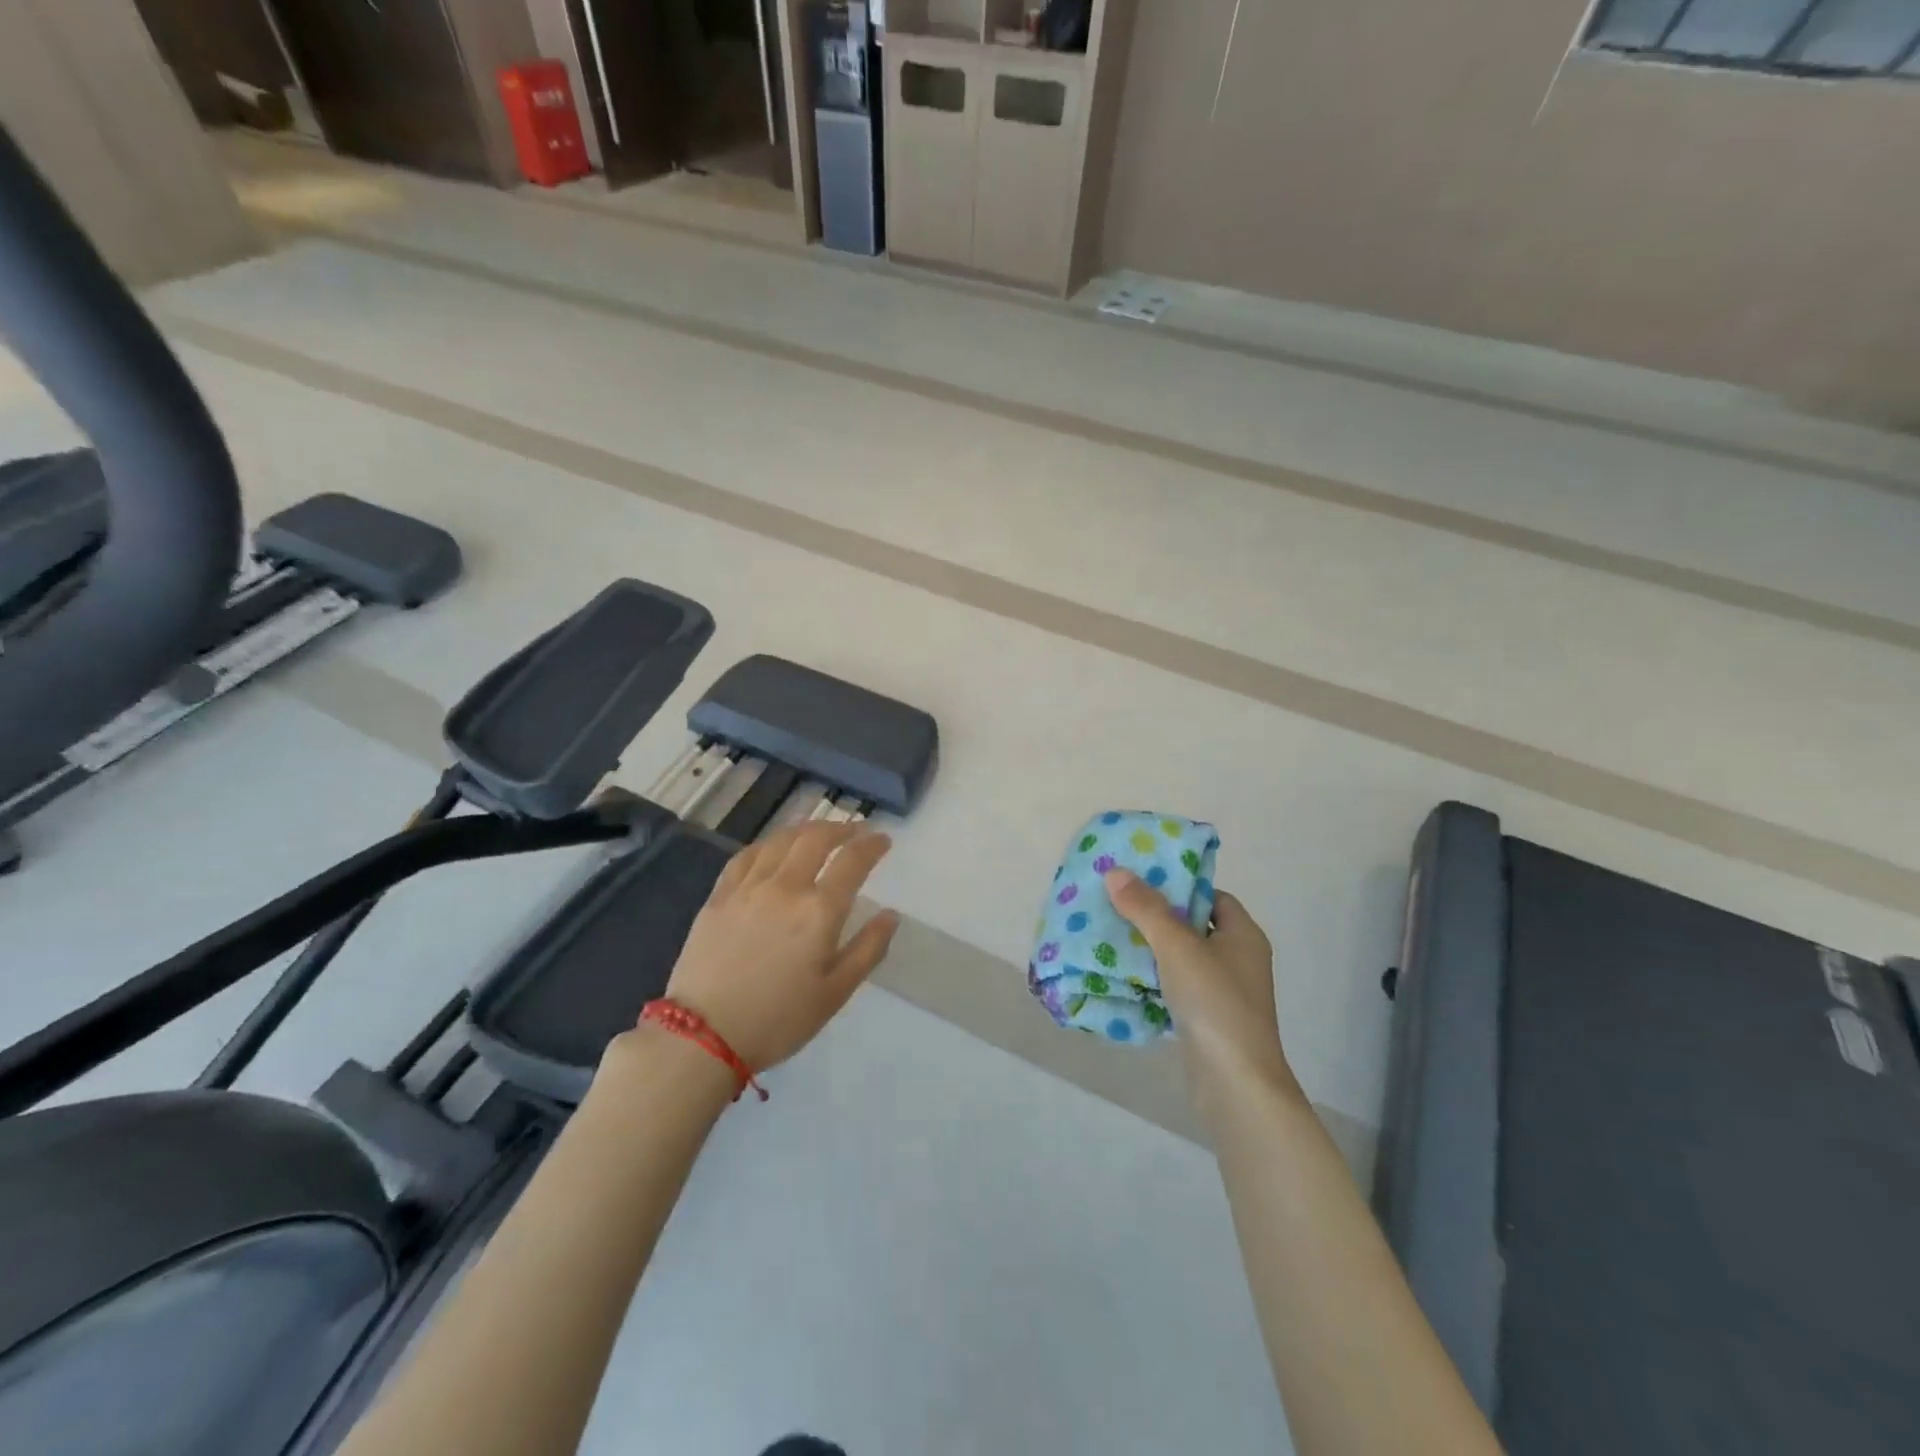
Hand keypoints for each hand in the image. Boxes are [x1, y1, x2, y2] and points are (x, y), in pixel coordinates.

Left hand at [659, 821, 899, 1072]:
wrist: (703, 1036)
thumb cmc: (779, 1020)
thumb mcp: (835, 993)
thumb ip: (868, 949)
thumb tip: (891, 915)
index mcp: (819, 911)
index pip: (852, 861)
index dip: (871, 844)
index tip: (882, 840)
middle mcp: (785, 887)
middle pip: (816, 838)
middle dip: (840, 828)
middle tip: (853, 831)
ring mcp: (748, 888)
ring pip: (780, 840)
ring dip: (805, 830)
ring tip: (818, 834)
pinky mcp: (719, 896)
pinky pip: (746, 856)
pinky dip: (767, 845)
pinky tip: (772, 849)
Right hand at [1103, 868, 1297, 1108]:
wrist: (1235, 1084)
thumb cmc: (1214, 1002)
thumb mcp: (1177, 946)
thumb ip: (1146, 908)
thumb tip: (1116, 872)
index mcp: (1244, 935)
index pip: (1212, 896)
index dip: (1180, 886)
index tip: (1143, 882)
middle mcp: (1239, 959)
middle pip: (1194, 926)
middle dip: (1157, 916)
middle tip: (1118, 905)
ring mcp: (1225, 992)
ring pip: (1182, 959)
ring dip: (1151, 949)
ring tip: (1111, 935)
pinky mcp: (1208, 1020)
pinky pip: (1177, 987)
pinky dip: (1153, 979)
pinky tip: (1123, 976)